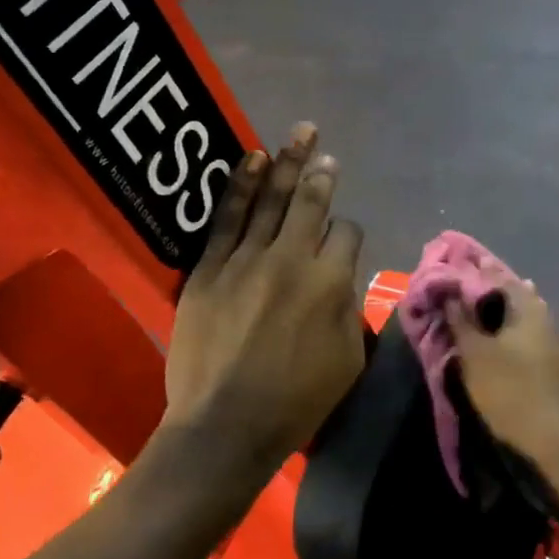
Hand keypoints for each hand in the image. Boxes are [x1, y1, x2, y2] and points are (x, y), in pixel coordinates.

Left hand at [165, 123, 365, 476]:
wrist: (226, 425)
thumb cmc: (297, 402)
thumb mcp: (349, 360)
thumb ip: (349, 308)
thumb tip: (340, 278)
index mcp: (331, 283)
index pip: (346, 233)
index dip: (348, 231)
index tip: (342, 240)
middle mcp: (292, 260)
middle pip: (310, 203)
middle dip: (322, 174)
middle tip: (325, 151)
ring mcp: (246, 260)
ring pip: (271, 200)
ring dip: (287, 163)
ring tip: (300, 133)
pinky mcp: (209, 270)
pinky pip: (227, 217)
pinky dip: (241, 185)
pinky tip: (252, 159)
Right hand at [445, 282, 558, 470]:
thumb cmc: (512, 391)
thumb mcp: (476, 356)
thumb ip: (462, 323)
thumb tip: (452, 296)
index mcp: (528, 308)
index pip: (497, 277)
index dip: (473, 275)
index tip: (451, 276)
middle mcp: (545, 318)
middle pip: (513, 297)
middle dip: (487, 296)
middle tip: (460, 299)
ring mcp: (555, 342)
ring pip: (522, 320)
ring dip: (499, 318)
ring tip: (473, 322)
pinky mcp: (557, 366)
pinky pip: (528, 339)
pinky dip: (509, 337)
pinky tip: (498, 347)